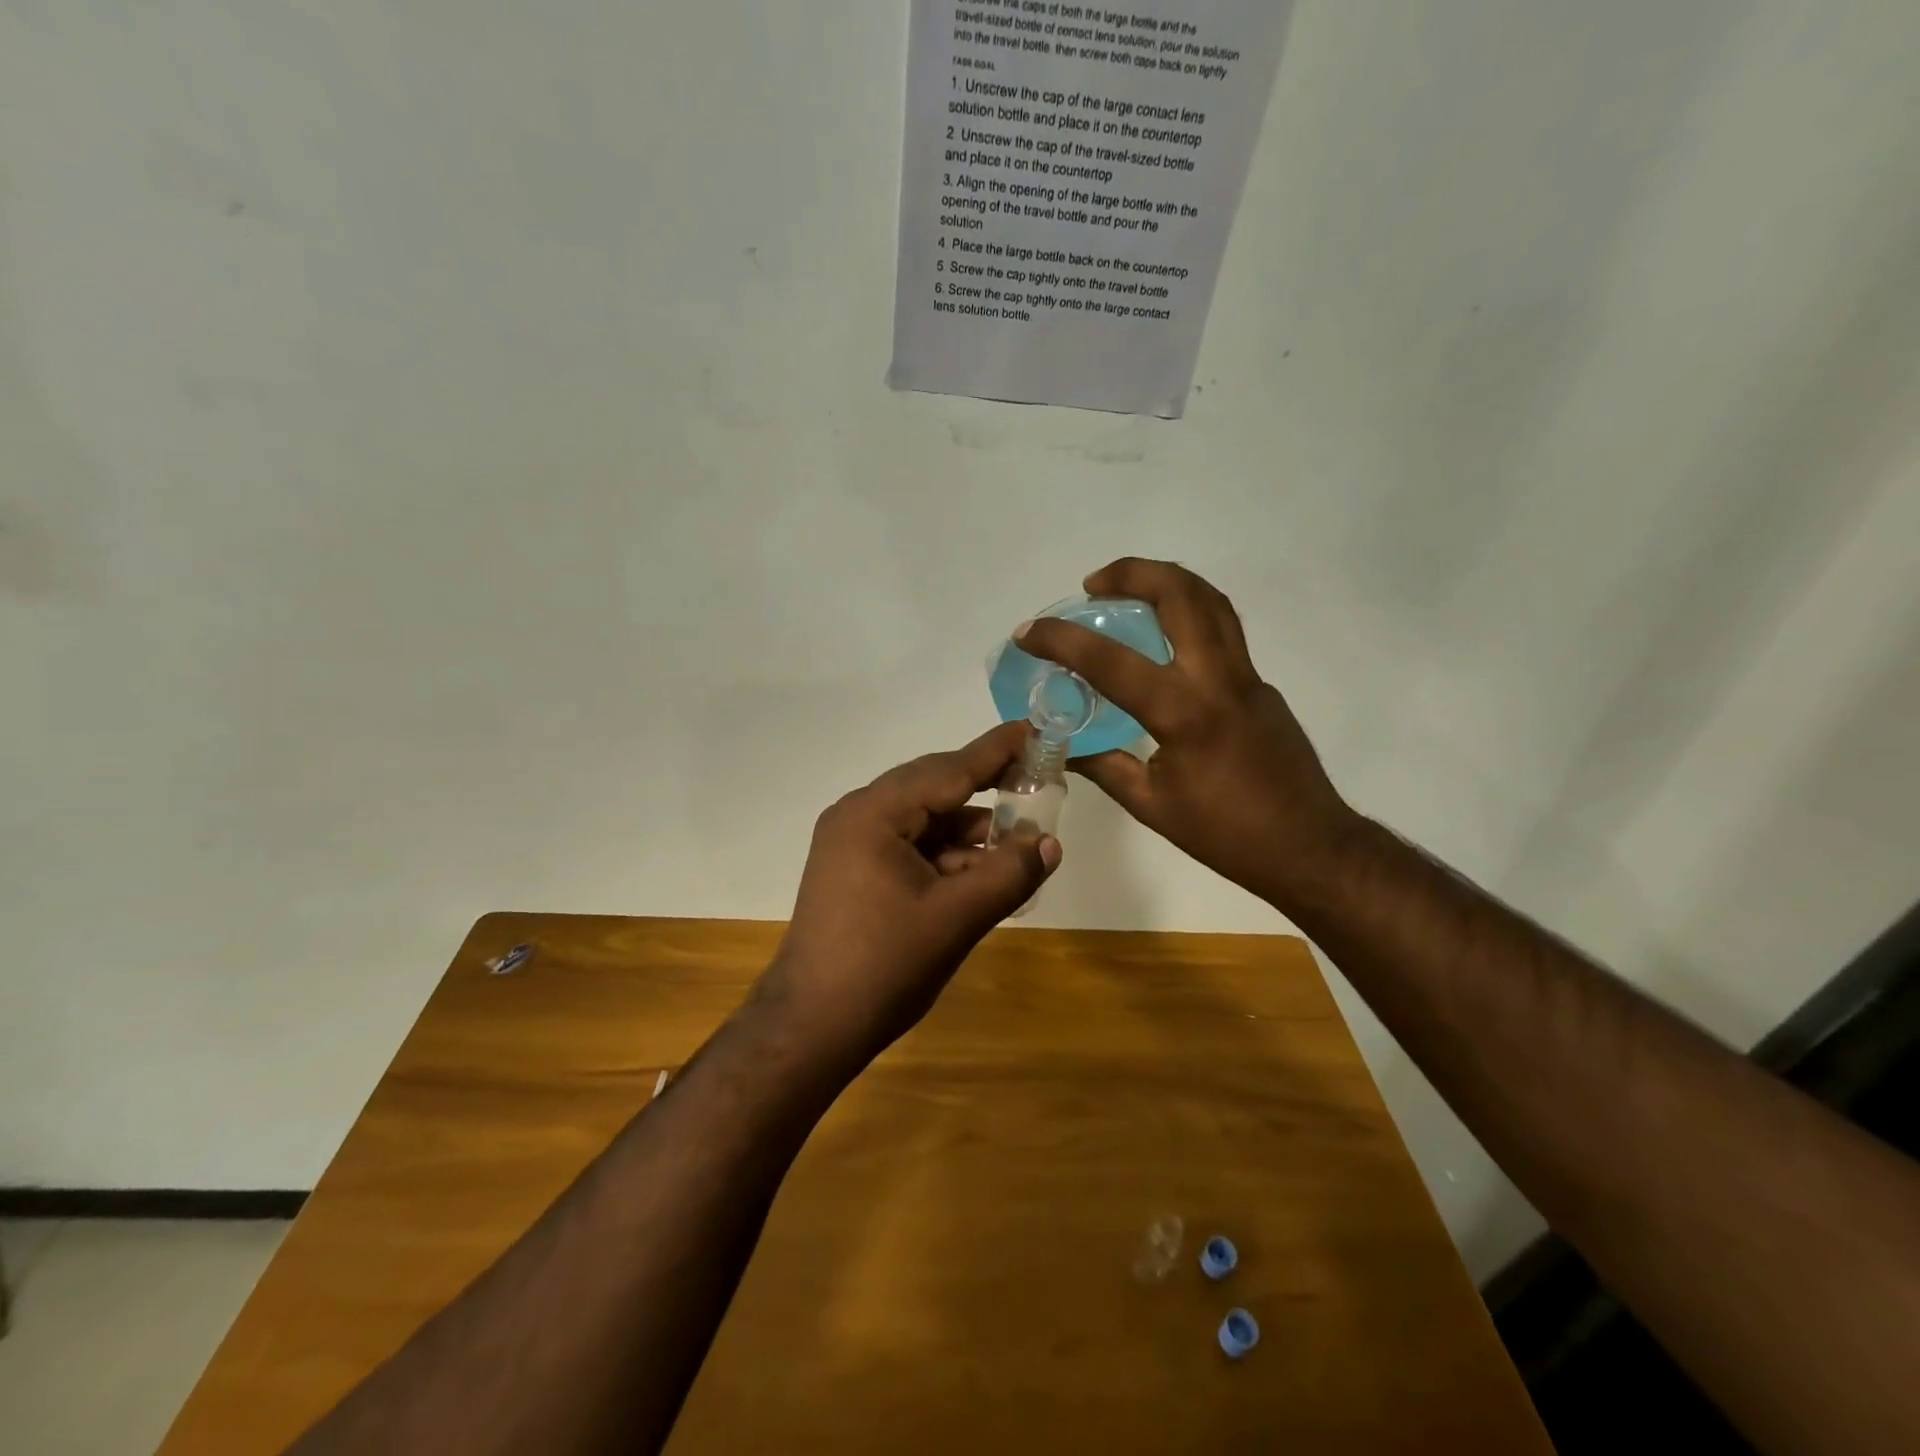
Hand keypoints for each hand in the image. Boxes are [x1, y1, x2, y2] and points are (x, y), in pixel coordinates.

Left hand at [757, 722, 1061, 1064]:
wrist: (813, 1026)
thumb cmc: (884, 966)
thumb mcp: (957, 917)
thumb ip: (1008, 873)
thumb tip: (1049, 842)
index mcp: (874, 814)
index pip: (948, 770)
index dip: (995, 751)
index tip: (1032, 729)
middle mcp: (858, 815)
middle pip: (934, 789)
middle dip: (986, 790)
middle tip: (1035, 782)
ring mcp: (851, 843)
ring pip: (923, 821)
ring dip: (968, 832)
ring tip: (1017, 845)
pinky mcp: (854, 870)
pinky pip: (909, 846)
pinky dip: (946, 856)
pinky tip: (980, 874)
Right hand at [1017, 558, 1358, 910]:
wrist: (1308, 847)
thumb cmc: (1225, 834)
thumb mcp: (1150, 804)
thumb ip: (1104, 765)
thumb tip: (1063, 745)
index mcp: (1183, 713)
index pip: (1111, 661)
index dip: (1061, 640)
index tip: (1028, 632)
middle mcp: (1218, 679)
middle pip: (1181, 594)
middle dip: (1131, 572)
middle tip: (1094, 584)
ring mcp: (1247, 677)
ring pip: (1210, 601)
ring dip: (1165, 582)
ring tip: (1127, 592)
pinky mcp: (1259, 686)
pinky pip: (1221, 631)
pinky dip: (1186, 616)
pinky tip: (1161, 645)